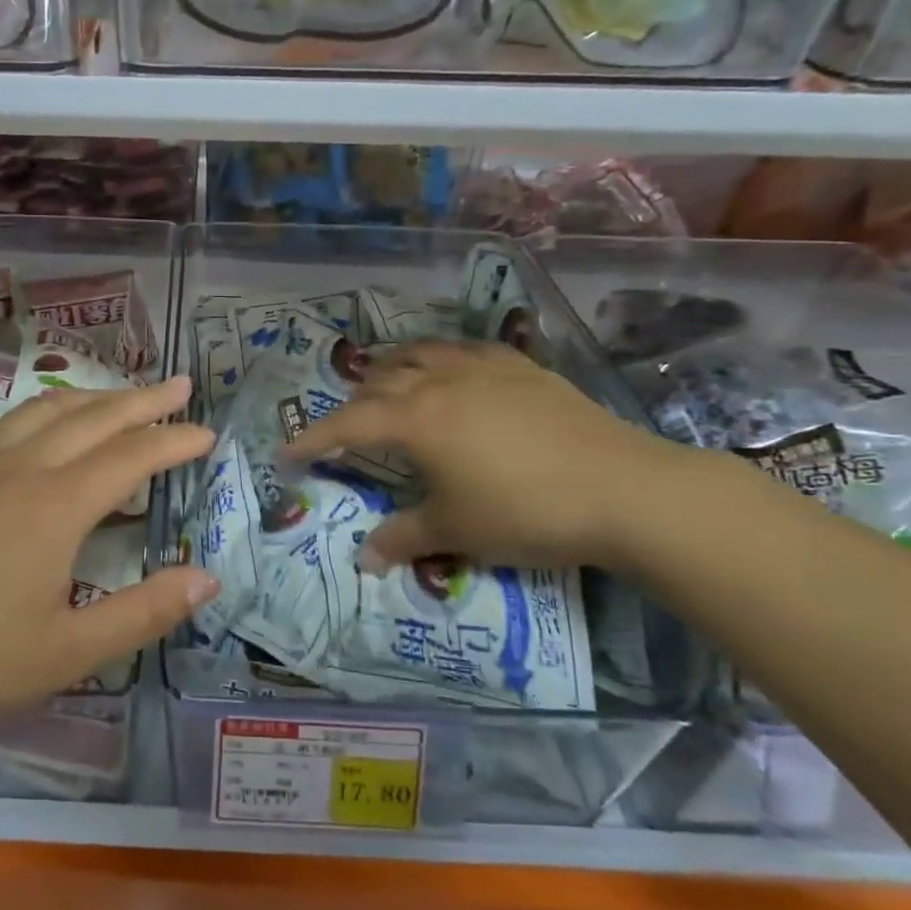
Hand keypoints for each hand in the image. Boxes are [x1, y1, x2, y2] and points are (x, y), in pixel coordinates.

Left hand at [0, 378, 217, 747]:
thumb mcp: (67, 653)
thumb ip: (144, 613)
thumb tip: (207, 579)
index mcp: (54, 505)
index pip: (131, 456)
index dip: (174, 442)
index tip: (207, 433)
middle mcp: (17, 466)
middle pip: (92, 416)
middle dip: (142, 401)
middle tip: (179, 388)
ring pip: (44, 410)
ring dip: (92, 397)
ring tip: (122, 396)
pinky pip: (3, 422)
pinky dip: (42, 412)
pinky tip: (41, 426)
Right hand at [284, 341, 688, 572]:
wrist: (624, 489)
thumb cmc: (526, 512)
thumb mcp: (457, 531)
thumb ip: (403, 538)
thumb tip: (363, 559)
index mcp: (416, 420)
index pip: (347, 425)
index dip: (312, 439)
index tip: (286, 454)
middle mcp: (440, 382)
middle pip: (379, 382)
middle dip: (352, 405)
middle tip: (343, 429)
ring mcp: (483, 368)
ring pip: (420, 353)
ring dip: (391, 367)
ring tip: (383, 381)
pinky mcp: (522, 367)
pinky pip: (466, 350)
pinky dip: (441, 358)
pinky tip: (451, 369)